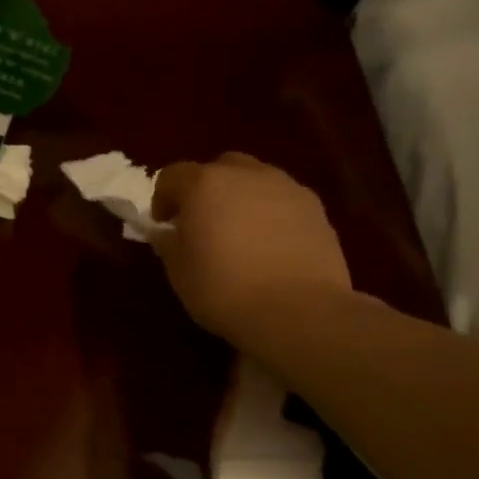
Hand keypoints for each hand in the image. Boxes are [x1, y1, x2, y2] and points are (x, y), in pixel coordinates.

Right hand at [151, 152, 351, 346]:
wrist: (299, 310)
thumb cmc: (224, 290)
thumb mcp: (179, 272)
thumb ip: (169, 244)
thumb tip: (166, 233)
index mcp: (204, 185)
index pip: (172, 175)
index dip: (162, 198)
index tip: (164, 224)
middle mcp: (246, 175)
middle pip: (219, 168)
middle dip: (206, 189)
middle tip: (202, 222)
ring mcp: (286, 188)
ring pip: (255, 180)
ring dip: (241, 198)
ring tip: (239, 233)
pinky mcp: (315, 208)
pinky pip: (282, 200)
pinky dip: (270, 213)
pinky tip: (269, 245)